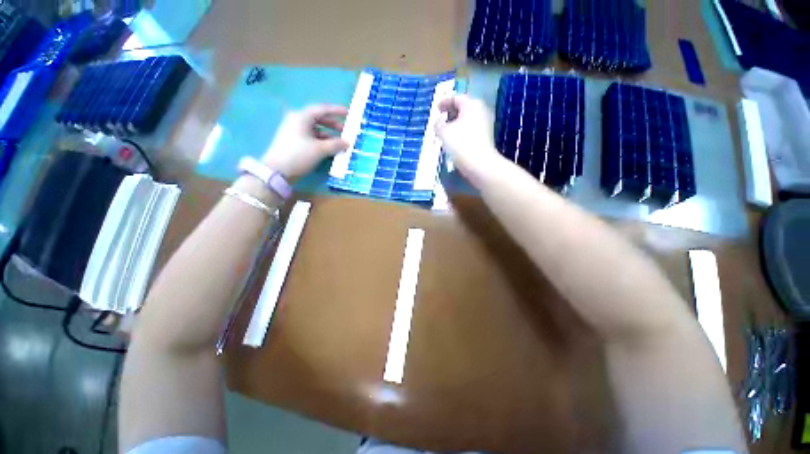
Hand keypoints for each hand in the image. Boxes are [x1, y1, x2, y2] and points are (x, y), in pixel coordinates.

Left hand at [262, 104, 348, 179]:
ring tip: (340, 143)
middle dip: (333, 125)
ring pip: (316, 130)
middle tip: (345, 131)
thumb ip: (336, 144)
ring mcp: (294, 132)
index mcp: (302, 117)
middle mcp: (297, 121)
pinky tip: (330, 148)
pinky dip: (322, 141)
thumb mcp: (320, 149)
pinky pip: (312, 138)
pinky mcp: (294, 142)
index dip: (336, 111)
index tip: (348, 113)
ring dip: (329, 135)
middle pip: (319, 119)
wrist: (277, 171)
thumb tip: (347, 142)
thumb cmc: (299, 155)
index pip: (322, 109)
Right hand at [436, 95, 504, 185]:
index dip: (445, 102)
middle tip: (441, 117)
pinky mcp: (486, 136)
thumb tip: (439, 122)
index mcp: (471, 104)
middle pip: (464, 107)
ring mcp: (485, 124)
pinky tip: (454, 138)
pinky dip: (461, 130)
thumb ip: (438, 124)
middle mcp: (481, 110)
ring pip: (467, 119)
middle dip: (451, 111)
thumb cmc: (460, 143)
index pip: (457, 98)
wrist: (479, 163)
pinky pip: (471, 128)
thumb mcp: (443, 132)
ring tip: (445, 129)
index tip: (437, 108)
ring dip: (456, 122)